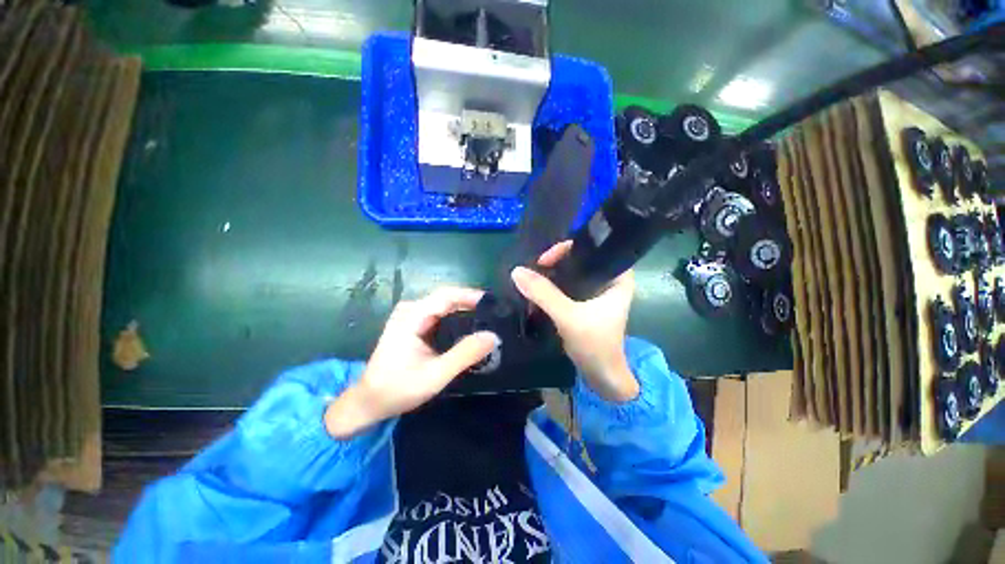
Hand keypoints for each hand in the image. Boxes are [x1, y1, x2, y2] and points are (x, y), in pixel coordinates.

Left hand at [325, 287, 498, 437]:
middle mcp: (410, 310)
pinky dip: (456, 319)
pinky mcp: (413, 325)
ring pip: (444, 306)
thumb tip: (493, 336)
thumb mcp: (435, 374)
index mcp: (411, 316)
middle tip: (495, 315)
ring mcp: (410, 316)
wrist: (368, 402)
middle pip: (447, 298)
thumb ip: (465, 354)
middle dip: (472, 304)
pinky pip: (439, 315)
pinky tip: (469, 328)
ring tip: (487, 321)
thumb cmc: (398, 389)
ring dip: (465, 311)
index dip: (471, 296)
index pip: (447, 296)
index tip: (494, 304)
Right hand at [511, 241, 638, 401]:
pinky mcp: (583, 304)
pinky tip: (536, 290)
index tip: (545, 260)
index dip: (568, 248)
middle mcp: (608, 280)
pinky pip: (565, 287)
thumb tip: (517, 271)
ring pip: (570, 274)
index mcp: (617, 278)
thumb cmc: (595, 345)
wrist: (601, 377)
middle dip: (554, 263)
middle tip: (534, 269)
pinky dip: (551, 288)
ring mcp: (595, 292)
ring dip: (550, 276)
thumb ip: (544, 294)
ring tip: (531, 279)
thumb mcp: (569, 317)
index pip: (593, 248)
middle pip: (578, 259)